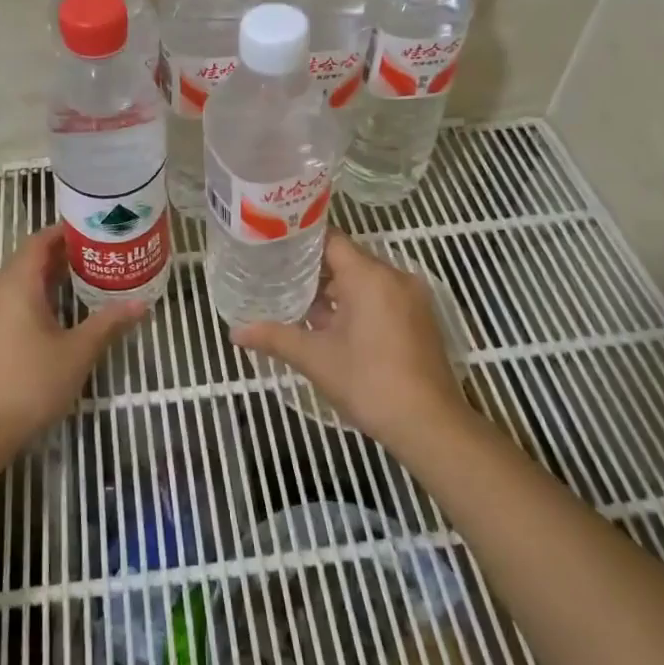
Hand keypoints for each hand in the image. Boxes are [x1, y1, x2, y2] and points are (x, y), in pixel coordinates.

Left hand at [0, 224, 148, 442]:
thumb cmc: (33, 382)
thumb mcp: (78, 351)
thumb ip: (109, 323)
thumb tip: (141, 303)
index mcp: (17, 286)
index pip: (38, 242)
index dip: (64, 232)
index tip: (93, 230)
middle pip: (28, 260)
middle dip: (61, 254)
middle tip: (98, 254)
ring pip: (20, 282)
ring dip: (49, 276)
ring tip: (85, 278)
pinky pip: (12, 301)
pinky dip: (36, 296)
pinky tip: (59, 312)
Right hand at [231, 232, 466, 448]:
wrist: (428, 424)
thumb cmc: (369, 382)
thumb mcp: (316, 358)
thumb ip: (275, 337)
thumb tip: (235, 332)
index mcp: (370, 276)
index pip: (331, 240)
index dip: (300, 242)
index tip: (272, 248)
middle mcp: (394, 277)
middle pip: (347, 260)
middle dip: (313, 271)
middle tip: (276, 278)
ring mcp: (411, 298)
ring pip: (364, 282)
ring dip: (334, 292)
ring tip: (296, 304)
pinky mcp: (419, 319)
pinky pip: (381, 298)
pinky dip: (356, 305)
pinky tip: (329, 327)